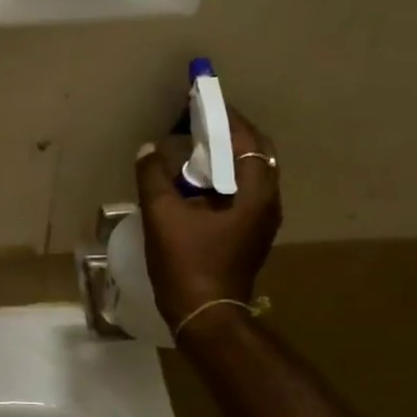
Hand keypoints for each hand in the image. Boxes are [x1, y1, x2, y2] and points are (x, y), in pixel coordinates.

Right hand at [133, 108, 282, 332]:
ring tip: (190, 146)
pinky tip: (190, 182)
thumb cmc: (188, 264)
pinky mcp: (246, 233)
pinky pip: (237, 192)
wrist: (205, 317)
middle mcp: (266, 202)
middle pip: (254, 154)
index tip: (203, 99)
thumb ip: (154, 177)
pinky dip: (218, 178)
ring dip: (222, 157)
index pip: (248, 140)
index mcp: (256, 194)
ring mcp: (259, 220)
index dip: (226, 117)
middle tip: (197, 121)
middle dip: (227, 134)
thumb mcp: (163, 216)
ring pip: (246, 174)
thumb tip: (149, 149)